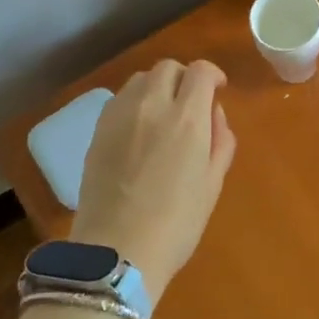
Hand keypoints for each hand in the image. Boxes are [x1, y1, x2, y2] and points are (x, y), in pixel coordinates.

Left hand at [70, 59, 236, 298]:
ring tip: (163, 113)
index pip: (201, 71)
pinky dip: (134, 102)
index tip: (217, 90)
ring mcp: (119, 116)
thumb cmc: (176, 223)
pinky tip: (138, 129)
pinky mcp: (97, 130)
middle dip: (184, 77)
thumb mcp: (213, 183)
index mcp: (187, 118)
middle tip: (190, 102)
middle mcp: (152, 105)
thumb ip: (220, 140)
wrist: (117, 251)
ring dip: (157, 86)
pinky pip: (119, 99)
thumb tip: (214, 114)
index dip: (213, 75)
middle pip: (167, 67)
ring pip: (140, 79)